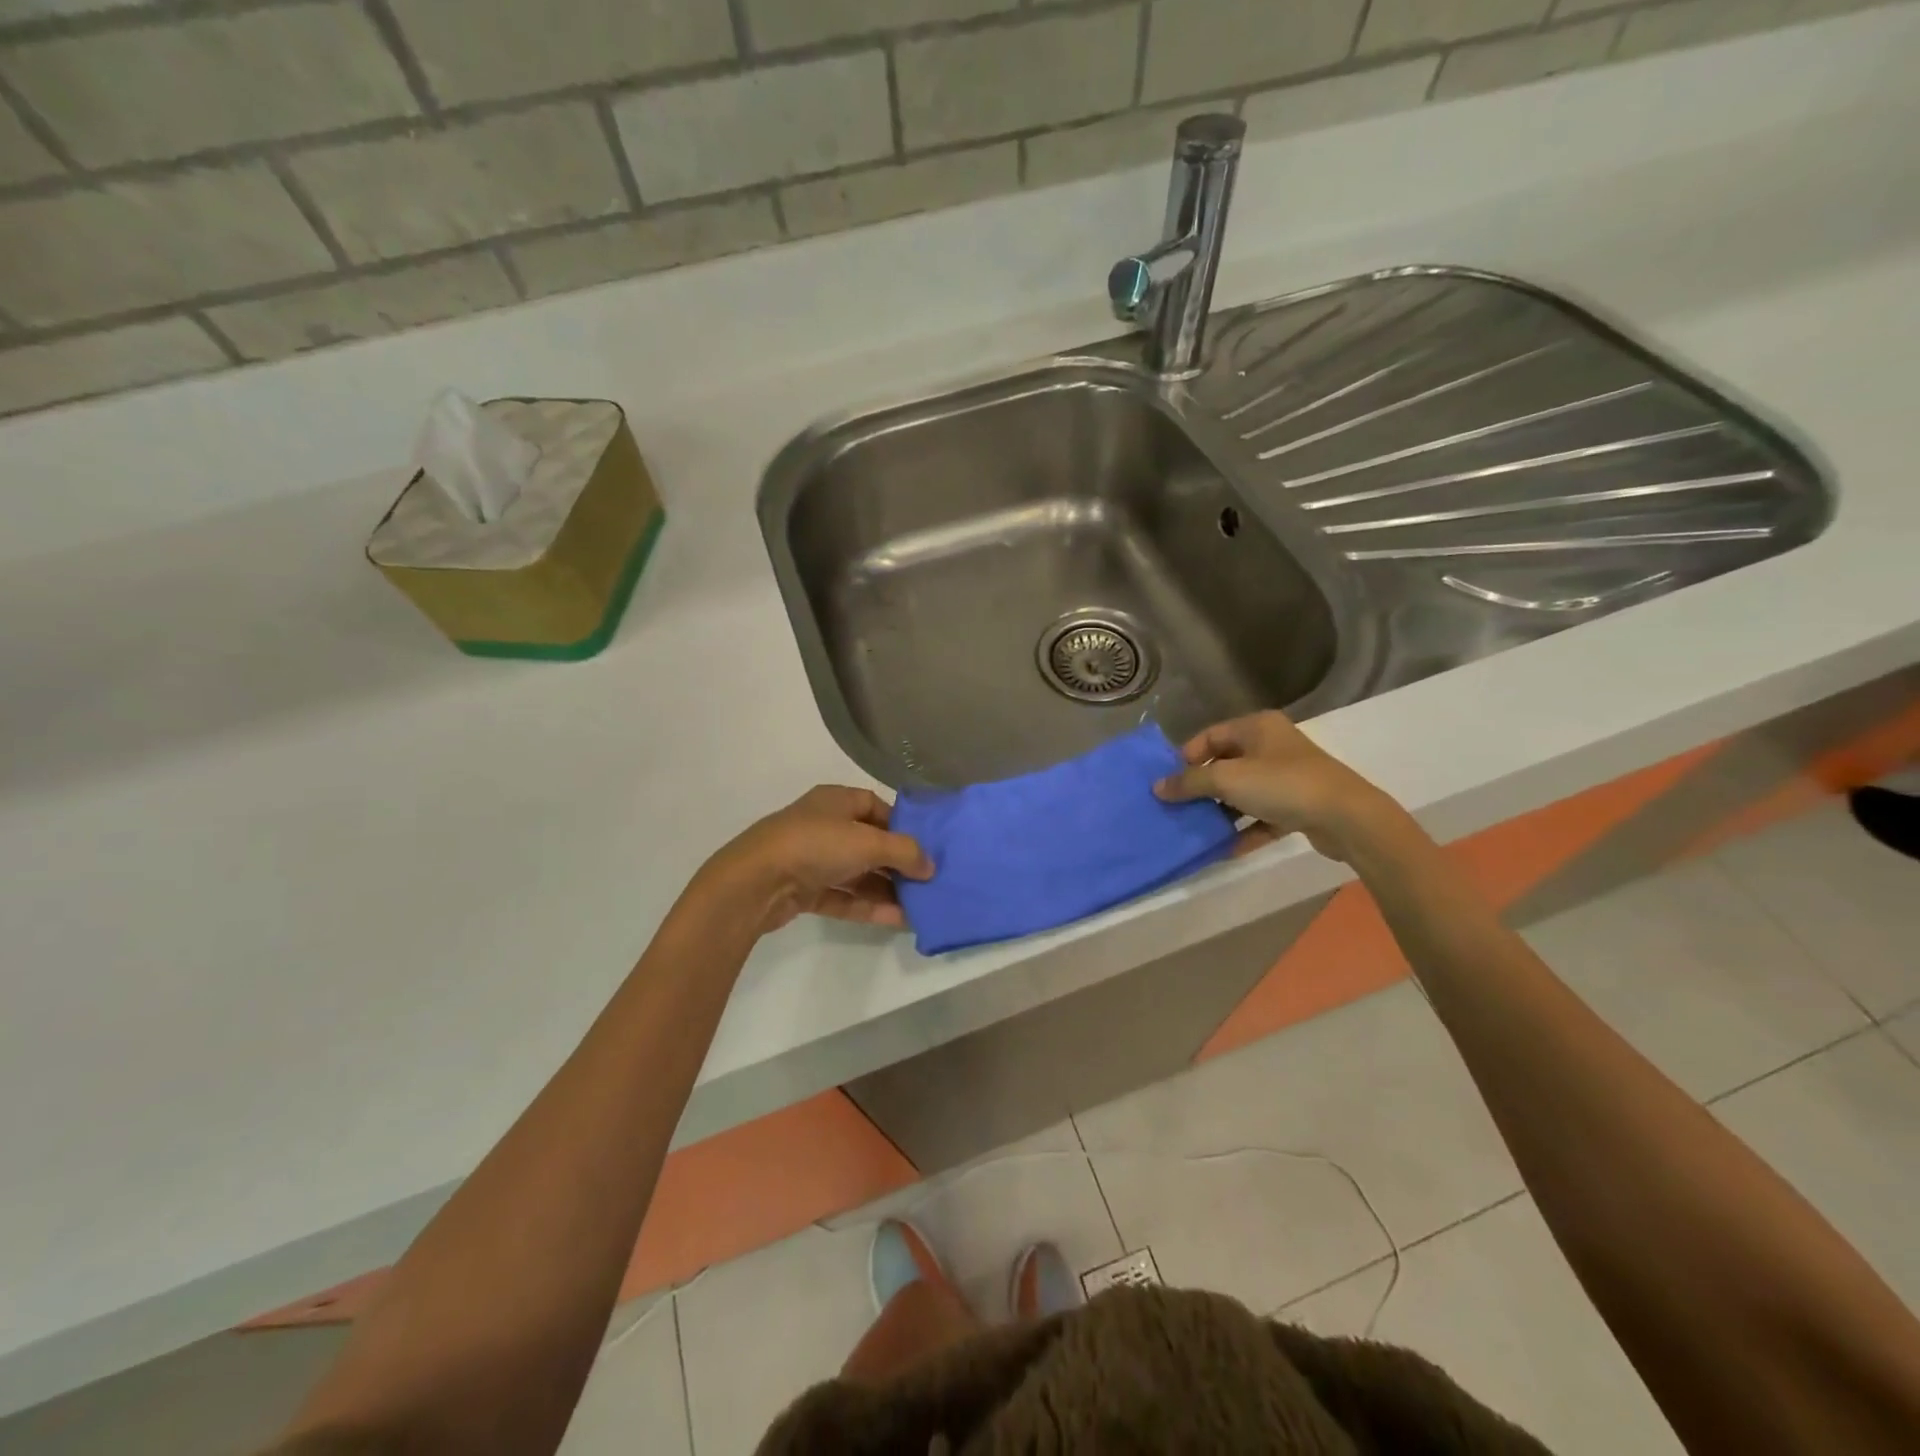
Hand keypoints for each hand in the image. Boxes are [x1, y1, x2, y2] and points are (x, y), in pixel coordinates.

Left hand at [698, 786, 932, 935]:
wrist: (754, 883)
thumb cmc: (815, 845)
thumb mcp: (868, 842)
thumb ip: (905, 852)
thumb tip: (931, 867)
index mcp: (836, 800)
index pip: (876, 806)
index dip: (902, 825)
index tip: (927, 846)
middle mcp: (824, 826)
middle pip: (869, 843)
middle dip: (898, 863)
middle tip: (929, 882)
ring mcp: (812, 859)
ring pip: (857, 873)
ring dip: (887, 889)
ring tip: (920, 906)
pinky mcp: (804, 890)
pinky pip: (844, 896)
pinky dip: (868, 906)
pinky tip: (897, 920)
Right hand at [1153, 711, 1395, 862]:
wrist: (1347, 817)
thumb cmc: (1282, 785)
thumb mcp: (1227, 779)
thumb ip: (1190, 782)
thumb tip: (1158, 787)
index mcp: (1257, 727)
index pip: (1210, 736)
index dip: (1186, 757)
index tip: (1167, 781)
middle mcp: (1272, 746)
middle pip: (1226, 764)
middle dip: (1201, 787)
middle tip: (1177, 807)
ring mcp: (1288, 777)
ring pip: (1244, 793)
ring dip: (1221, 811)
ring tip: (1196, 829)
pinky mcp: (1299, 806)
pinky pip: (1263, 817)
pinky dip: (1245, 830)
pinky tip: (1226, 849)